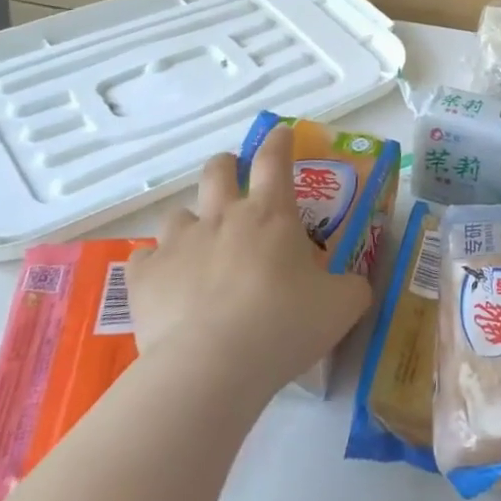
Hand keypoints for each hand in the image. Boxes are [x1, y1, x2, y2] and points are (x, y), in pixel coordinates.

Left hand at [124, 125, 369, 400]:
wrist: (210, 367)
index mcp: (271, 214)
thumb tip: (355, 286)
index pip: (275, 159)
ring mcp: (179, 243)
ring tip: (200, 248)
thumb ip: (352, 288)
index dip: (279, 141)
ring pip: (178, 214)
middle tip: (234, 180)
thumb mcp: (341, 306)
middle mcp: (223, 217)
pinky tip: (166, 284)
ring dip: (191, 224)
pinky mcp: (144, 277)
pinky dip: (156, 265)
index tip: (280, 134)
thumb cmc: (284, 325)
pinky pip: (145, 257)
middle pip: (218, 170)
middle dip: (226, 167)